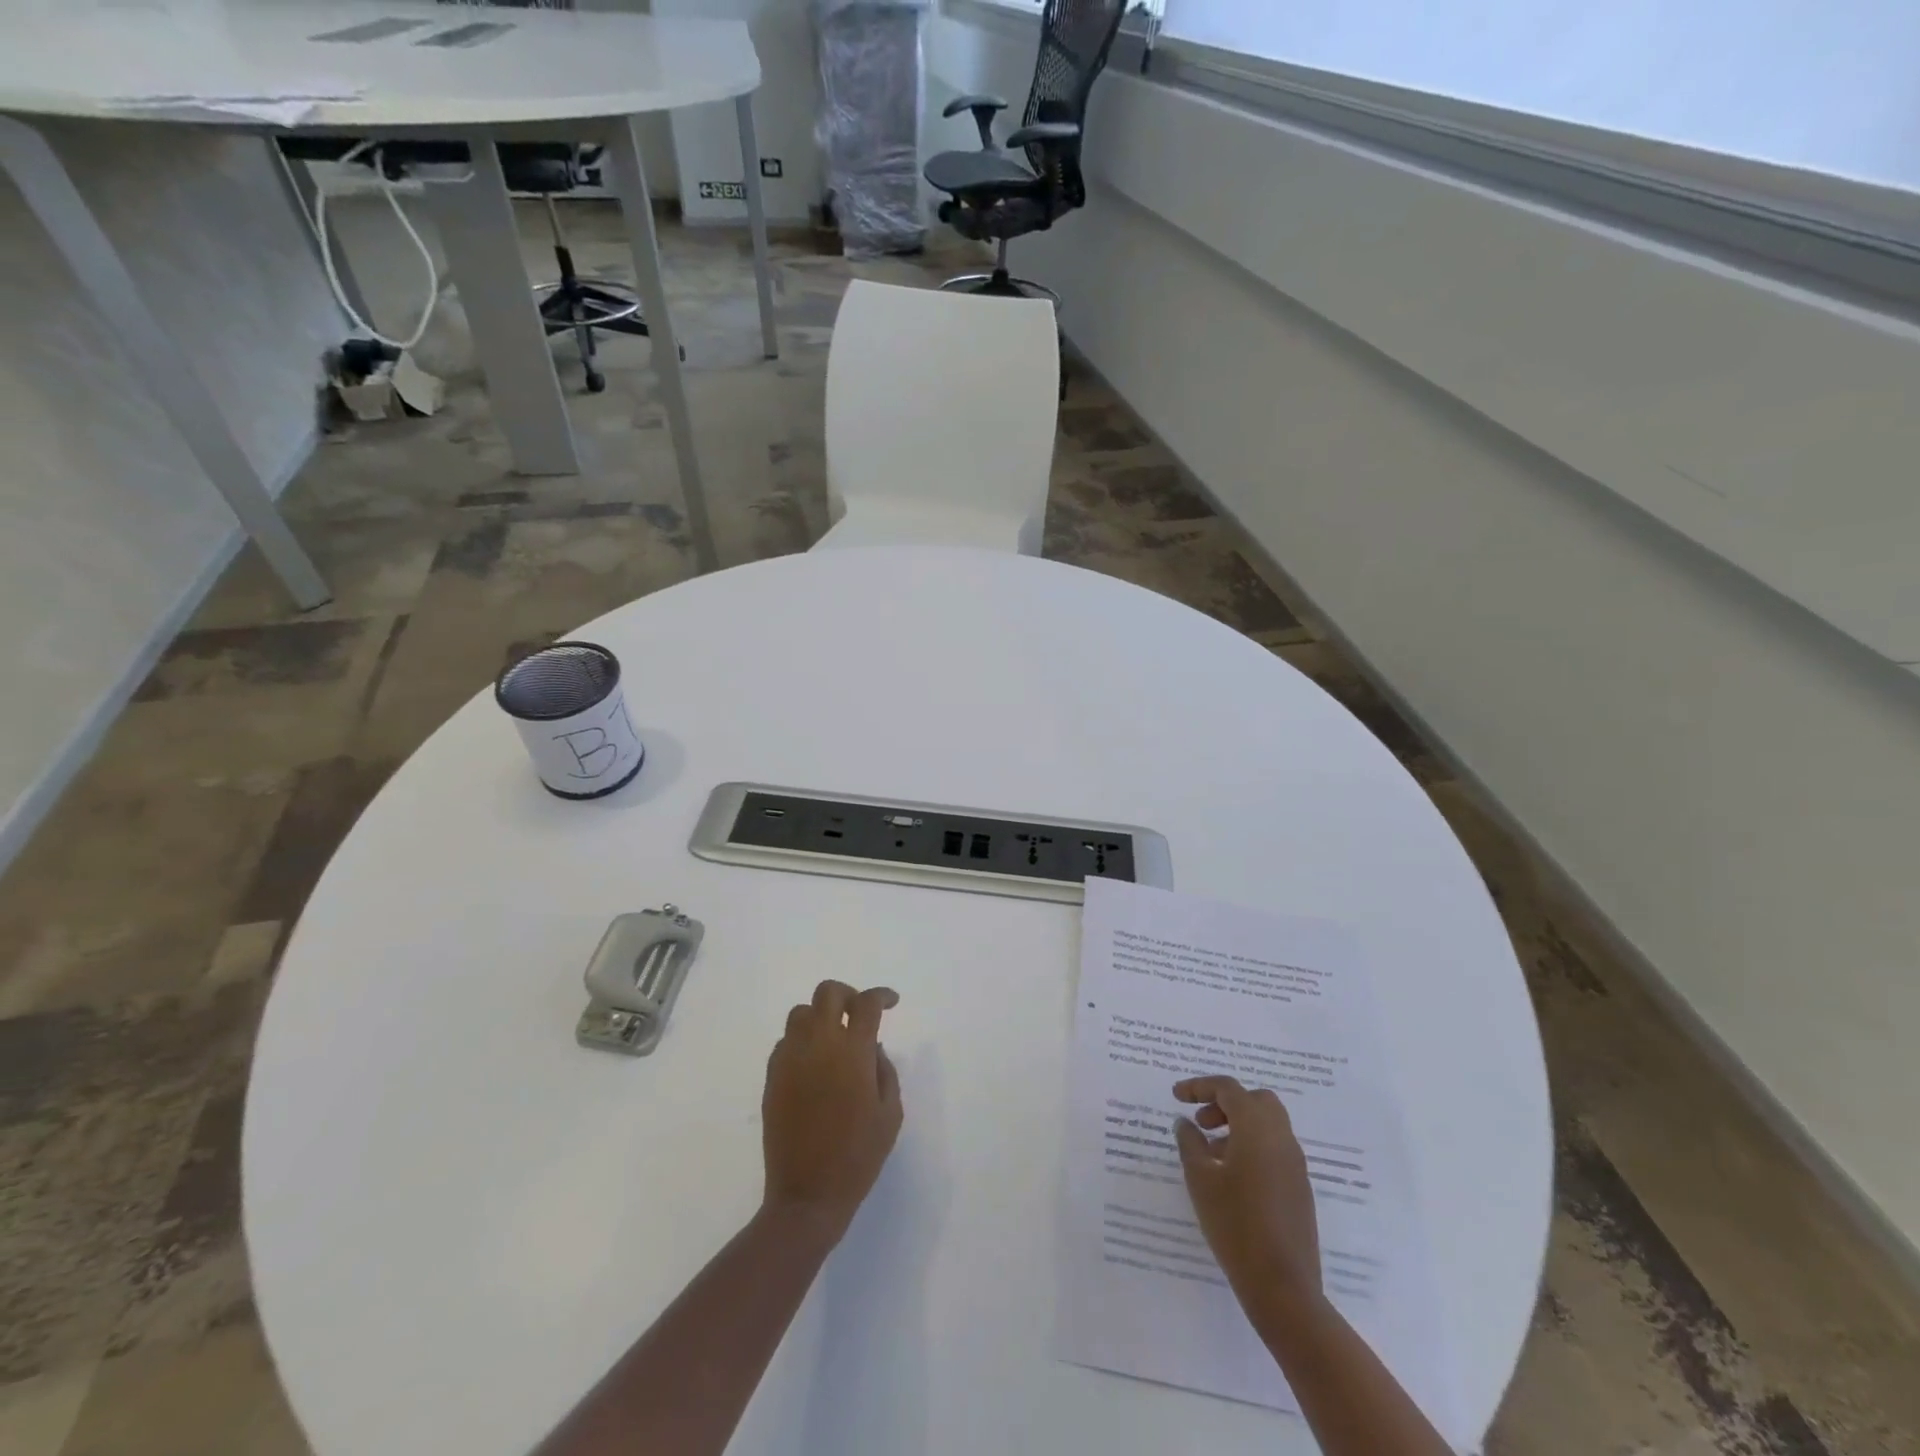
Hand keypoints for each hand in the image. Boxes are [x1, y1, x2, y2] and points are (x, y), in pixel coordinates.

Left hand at [761, 981, 902, 1242]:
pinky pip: (785, 1041)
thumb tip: (872, 1047)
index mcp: (853, 1052)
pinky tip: (813, 1064)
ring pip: (801, 1012)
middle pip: (828, 993)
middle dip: (848, 995)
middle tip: (859, 1013)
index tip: (891, 1002)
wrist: (807, 1195)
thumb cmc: (858, 1156)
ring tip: (833, 1038)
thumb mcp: (890, 1114)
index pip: (867, 1004)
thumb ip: (885, 1071)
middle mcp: (819, 1044)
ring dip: (821, 1016)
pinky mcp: (772, 1076)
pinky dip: (802, 1041)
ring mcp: (791, 1058)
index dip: (882, 995)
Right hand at [1174, 1075, 1322, 1322]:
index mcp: (1257, 1128)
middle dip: (1226, 1103)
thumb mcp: (1200, 1180)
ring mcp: (1295, 1165)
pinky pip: (1275, 1149)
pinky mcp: (1300, 1189)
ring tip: (1211, 1152)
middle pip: (1255, 1100)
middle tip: (1201, 1122)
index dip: (1199, 1086)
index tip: (1176, 1096)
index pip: (1228, 1089)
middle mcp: (1281, 1138)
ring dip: (1239, 1125)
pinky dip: (1253, 1146)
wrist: (1283, 1288)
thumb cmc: (1235, 1225)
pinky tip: (1231, 1176)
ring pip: (1268, 1124)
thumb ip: (1190, 1143)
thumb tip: (1186, 1123)